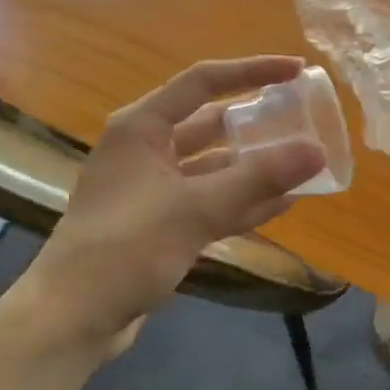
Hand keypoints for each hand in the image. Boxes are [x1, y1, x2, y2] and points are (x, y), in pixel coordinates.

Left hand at [29, 56, 326, 348]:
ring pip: (214, 167)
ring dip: (255, 166)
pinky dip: (243, 201)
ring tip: (304, 162)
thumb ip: (258, 178)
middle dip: (257, 122)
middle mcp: (147, 150)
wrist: (72, 318)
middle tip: (304, 120)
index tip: (297, 70)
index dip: (252, 71)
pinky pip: (211, 201)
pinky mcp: (161, 224)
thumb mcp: (195, 209)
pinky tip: (284, 202)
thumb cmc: (126, 248)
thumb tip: (317, 150)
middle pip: (211, 124)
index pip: (203, 82)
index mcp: (142, 128)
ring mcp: (153, 189)